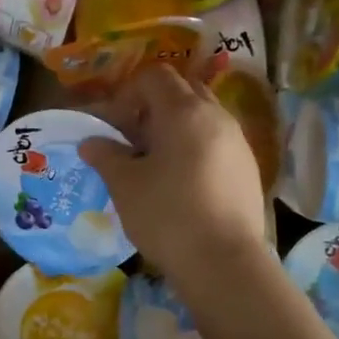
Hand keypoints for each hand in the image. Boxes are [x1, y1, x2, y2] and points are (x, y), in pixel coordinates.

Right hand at [81, 63, 268, 287]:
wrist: (223, 261)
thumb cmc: (166, 215)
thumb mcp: (125, 185)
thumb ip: (106, 156)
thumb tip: (90, 142)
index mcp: (184, 112)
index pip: (155, 77)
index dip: (129, 93)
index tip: (115, 125)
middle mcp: (217, 117)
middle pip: (184, 92)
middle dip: (155, 108)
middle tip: (135, 141)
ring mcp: (238, 143)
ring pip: (204, 119)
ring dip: (177, 130)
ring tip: (157, 166)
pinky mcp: (248, 169)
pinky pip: (218, 144)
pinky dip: (197, 151)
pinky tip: (183, 186)